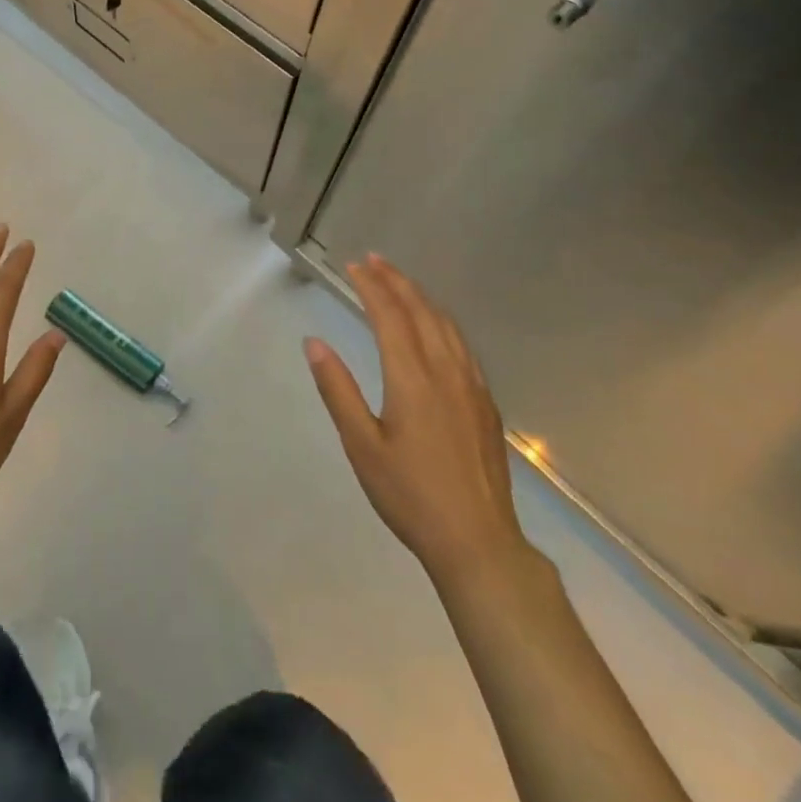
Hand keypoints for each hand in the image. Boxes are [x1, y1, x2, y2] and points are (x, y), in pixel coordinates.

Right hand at [305, 255, 529, 590]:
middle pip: (421, 311)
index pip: (390, 315)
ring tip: (401, 282)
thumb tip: (314, 343)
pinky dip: (443, 321)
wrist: (478, 541)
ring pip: (446, 325)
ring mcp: (472, 386)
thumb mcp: (361, 445)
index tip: (354, 266)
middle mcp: (446, 371)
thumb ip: (338, 390)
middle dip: (396, 281)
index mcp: (412, 378)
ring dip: (421, 297)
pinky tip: (437, 327)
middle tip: (374, 260)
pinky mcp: (486, 403)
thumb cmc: (410, 495)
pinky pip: (463, 345)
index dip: (371, 286)